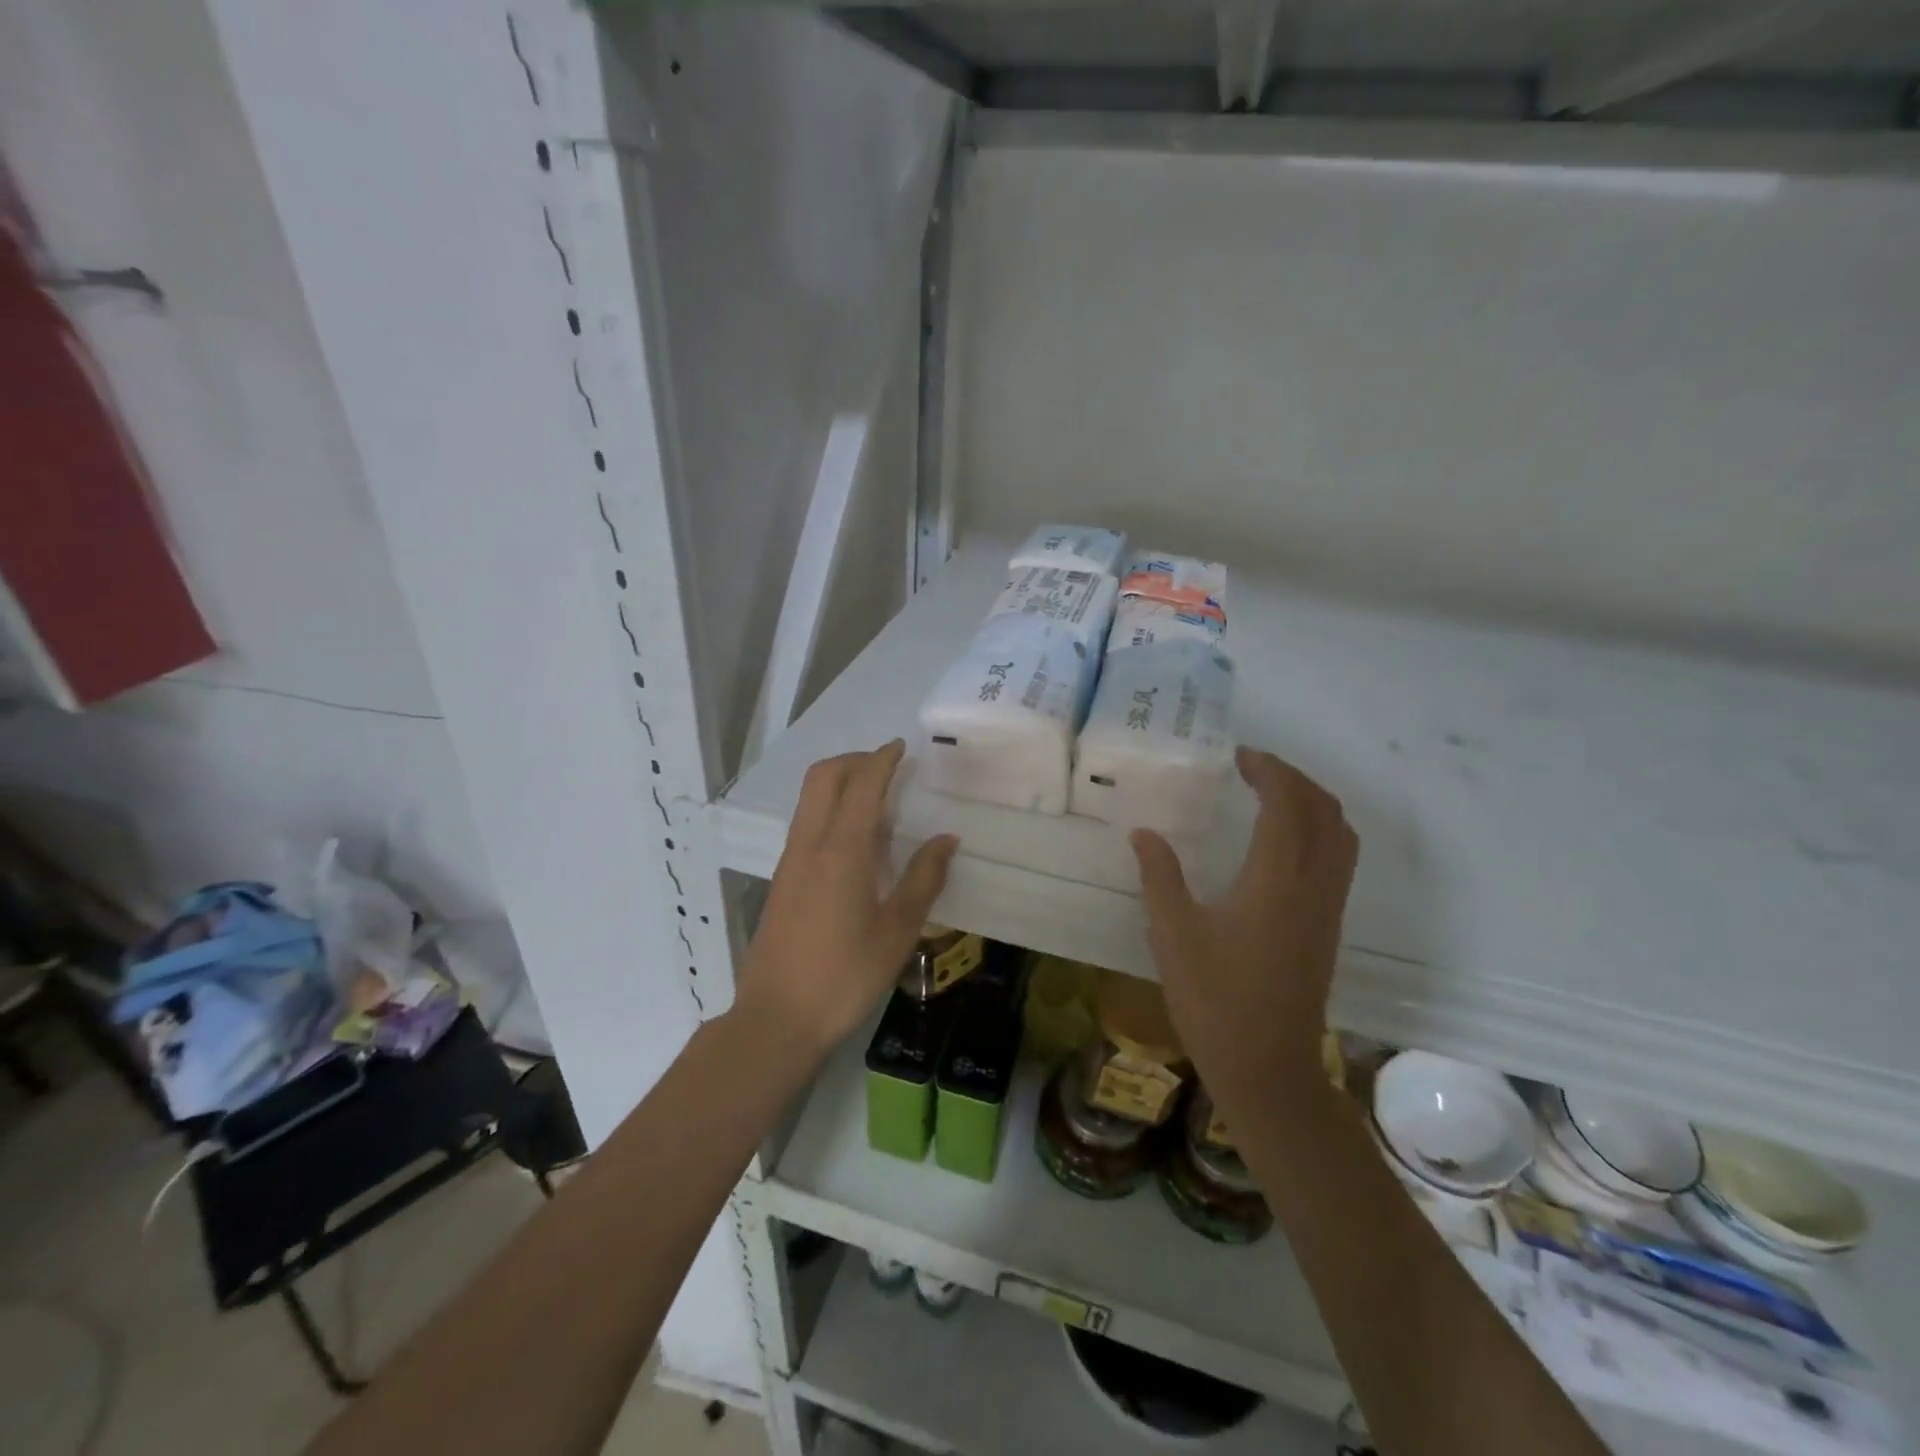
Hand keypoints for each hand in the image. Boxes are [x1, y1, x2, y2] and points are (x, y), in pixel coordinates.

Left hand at [735, 740, 957, 1055]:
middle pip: (823, 777)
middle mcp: (810, 844)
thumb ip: (924, 879)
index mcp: (842, 850)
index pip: (862, 784)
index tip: (902, 748)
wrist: (777, 1018)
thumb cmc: (845, 976)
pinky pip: (806, 823)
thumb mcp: (897, 931)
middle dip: (855, 760)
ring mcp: (790, 861)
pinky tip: (857, 840)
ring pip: (810, 799)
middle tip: (888, 767)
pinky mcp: (782, 879)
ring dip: (840, 783)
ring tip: (878, 799)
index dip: (882, 759)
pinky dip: (831, 809)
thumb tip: (946, 839)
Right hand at [1131, 747, 1356, 1107]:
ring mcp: (1328, 908)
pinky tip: (1283, 841)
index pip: (1287, 804)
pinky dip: (1320, 829)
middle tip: (1252, 768)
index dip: (1268, 770)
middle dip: (1293, 778)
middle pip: (1324, 810)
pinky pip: (1340, 859)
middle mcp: (1313, 886)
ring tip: (1271, 794)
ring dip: (1312, 801)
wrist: (1267, 1067)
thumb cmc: (1214, 1000)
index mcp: (1275, 880)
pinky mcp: (1329, 927)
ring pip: (1341, 835)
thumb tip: (1144, 833)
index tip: (1238, 756)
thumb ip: (1160, 876)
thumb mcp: (1172, 934)